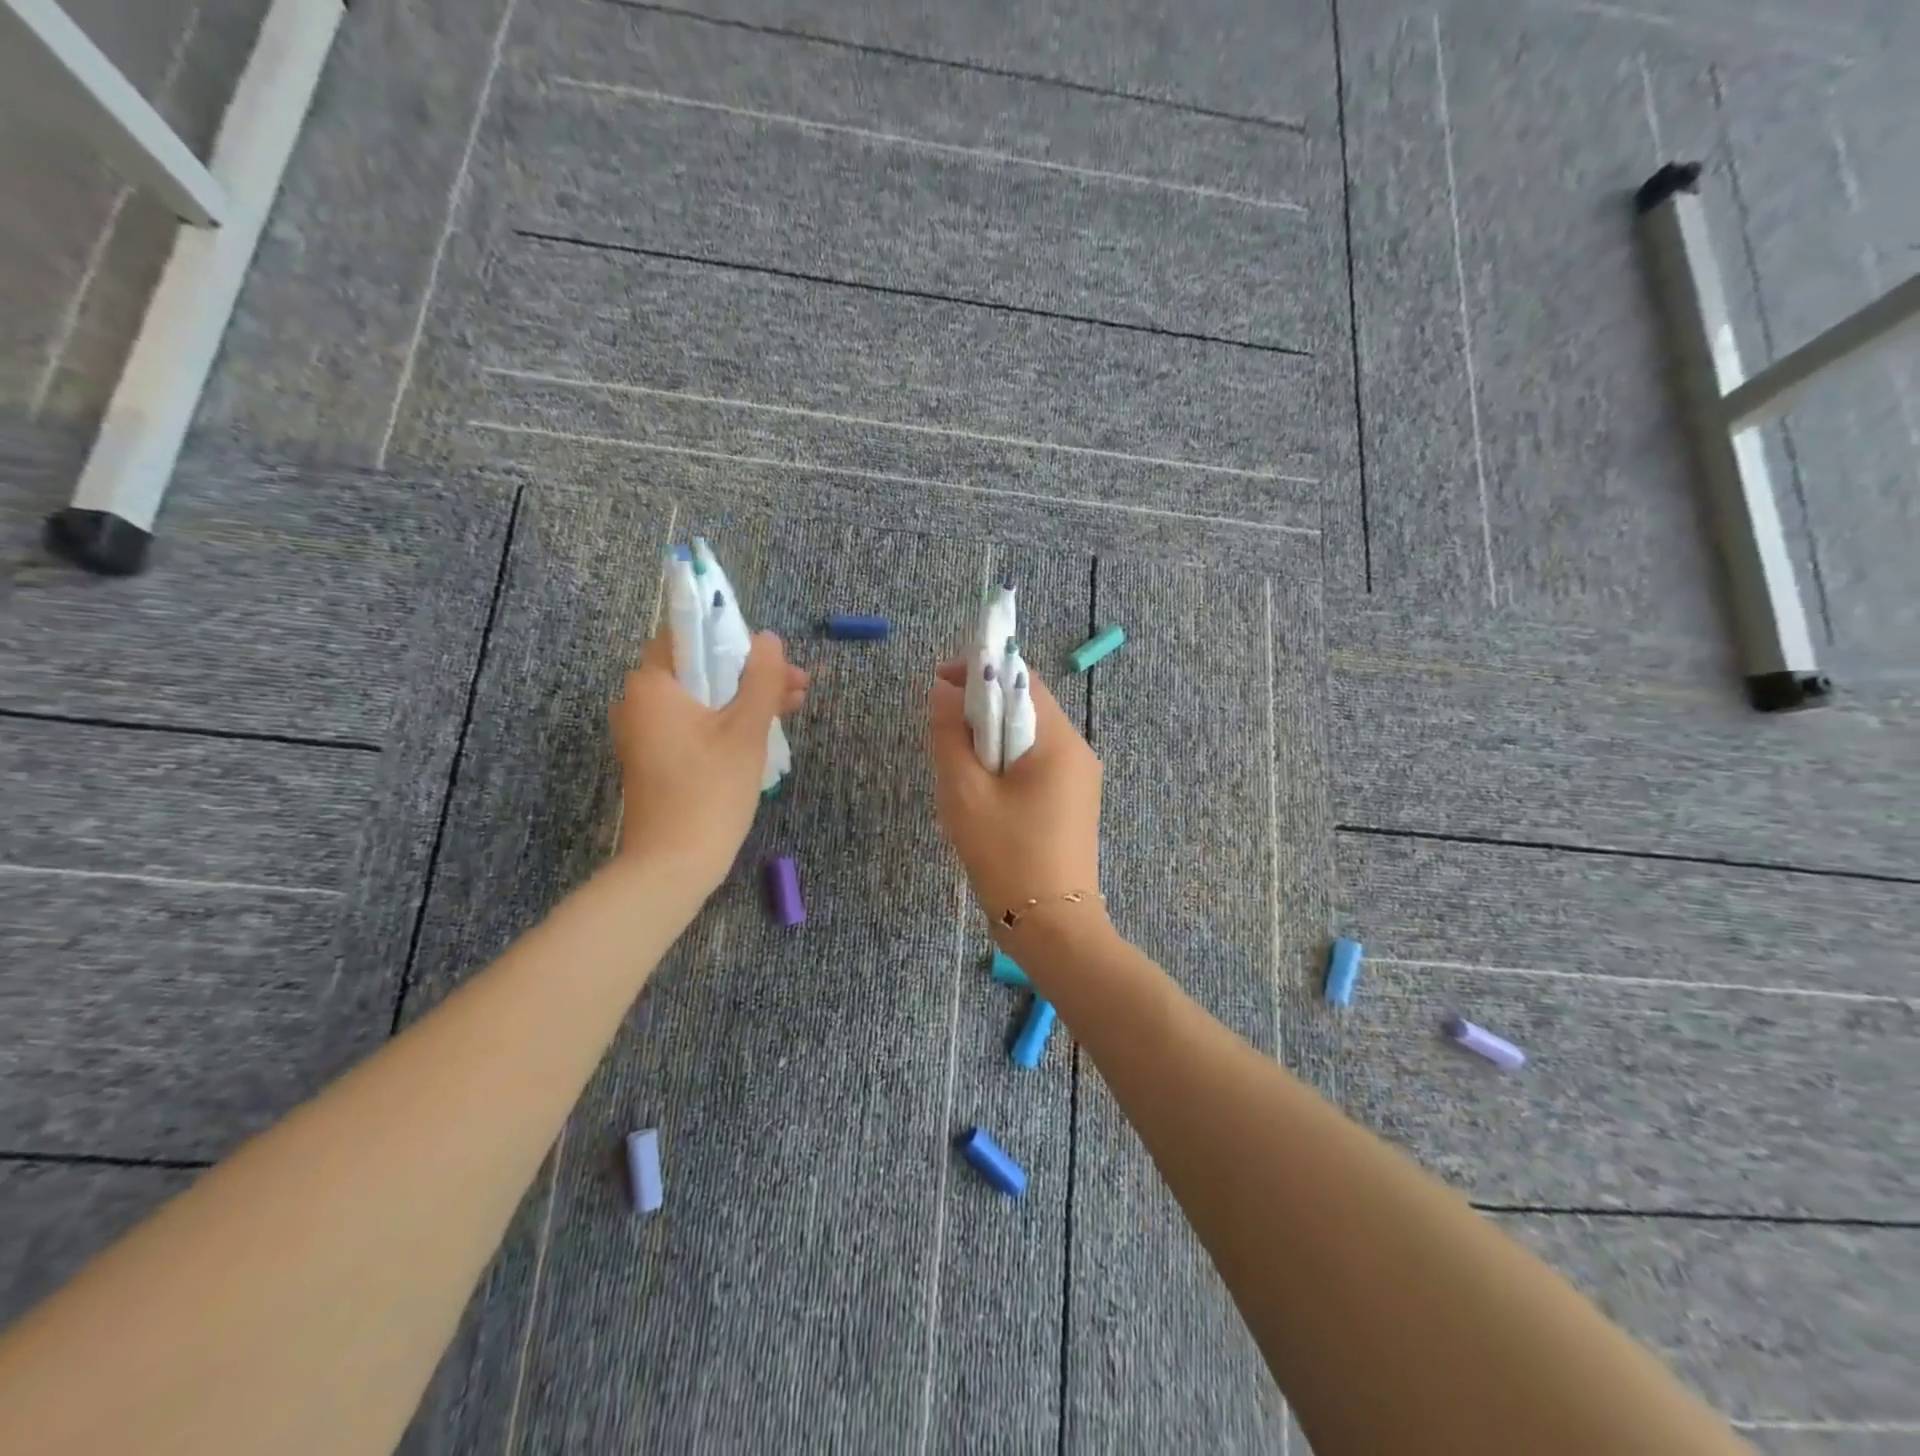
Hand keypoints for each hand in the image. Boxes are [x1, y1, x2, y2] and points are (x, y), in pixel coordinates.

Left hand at [611, 631, 807, 892]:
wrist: (673, 864)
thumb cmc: (710, 790)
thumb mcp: (746, 730)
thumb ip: (761, 679)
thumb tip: (769, 639)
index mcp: (652, 685)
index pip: (689, 635)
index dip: (733, 637)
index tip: (772, 655)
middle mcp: (640, 702)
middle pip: (700, 667)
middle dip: (750, 671)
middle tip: (797, 682)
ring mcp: (646, 733)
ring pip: (703, 698)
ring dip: (745, 697)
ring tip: (794, 704)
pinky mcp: (657, 758)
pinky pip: (695, 723)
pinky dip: (728, 721)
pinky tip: (767, 727)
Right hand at [928, 658, 1103, 928]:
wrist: (1053, 928)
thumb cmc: (1006, 855)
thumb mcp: (965, 793)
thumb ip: (950, 735)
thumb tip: (942, 690)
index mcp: (1058, 740)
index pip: (1021, 678)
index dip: (978, 670)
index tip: (938, 682)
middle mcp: (1078, 751)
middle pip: (1026, 706)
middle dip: (981, 707)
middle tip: (942, 729)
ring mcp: (1080, 779)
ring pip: (1029, 737)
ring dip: (991, 737)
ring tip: (957, 764)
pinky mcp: (1074, 803)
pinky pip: (1037, 764)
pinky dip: (1006, 763)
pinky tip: (983, 791)